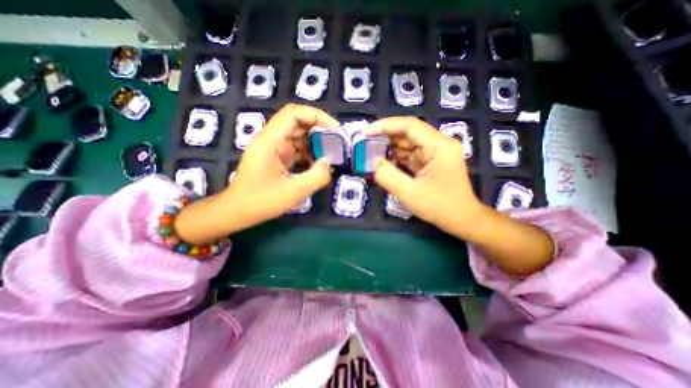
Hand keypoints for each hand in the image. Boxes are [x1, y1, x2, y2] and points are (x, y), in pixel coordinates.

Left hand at [227, 105, 337, 226]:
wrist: (238, 212)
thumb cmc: (260, 202)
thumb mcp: (292, 192)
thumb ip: (315, 177)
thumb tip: (328, 163)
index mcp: (270, 141)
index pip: (294, 114)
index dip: (317, 116)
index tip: (335, 129)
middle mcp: (271, 139)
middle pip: (298, 122)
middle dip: (320, 129)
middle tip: (337, 141)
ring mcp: (274, 148)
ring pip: (299, 136)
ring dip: (316, 142)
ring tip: (332, 153)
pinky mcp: (278, 158)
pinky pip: (297, 149)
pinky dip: (310, 153)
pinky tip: (319, 164)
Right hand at [367, 115, 554, 274]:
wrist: (462, 219)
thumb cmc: (440, 207)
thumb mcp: (410, 193)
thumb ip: (388, 176)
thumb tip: (375, 162)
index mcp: (439, 146)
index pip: (409, 125)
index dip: (385, 125)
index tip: (366, 132)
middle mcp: (438, 144)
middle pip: (408, 133)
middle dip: (385, 137)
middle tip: (365, 144)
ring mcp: (435, 153)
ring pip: (407, 144)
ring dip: (389, 148)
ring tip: (371, 154)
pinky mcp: (430, 162)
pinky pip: (410, 155)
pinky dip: (396, 158)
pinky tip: (385, 163)